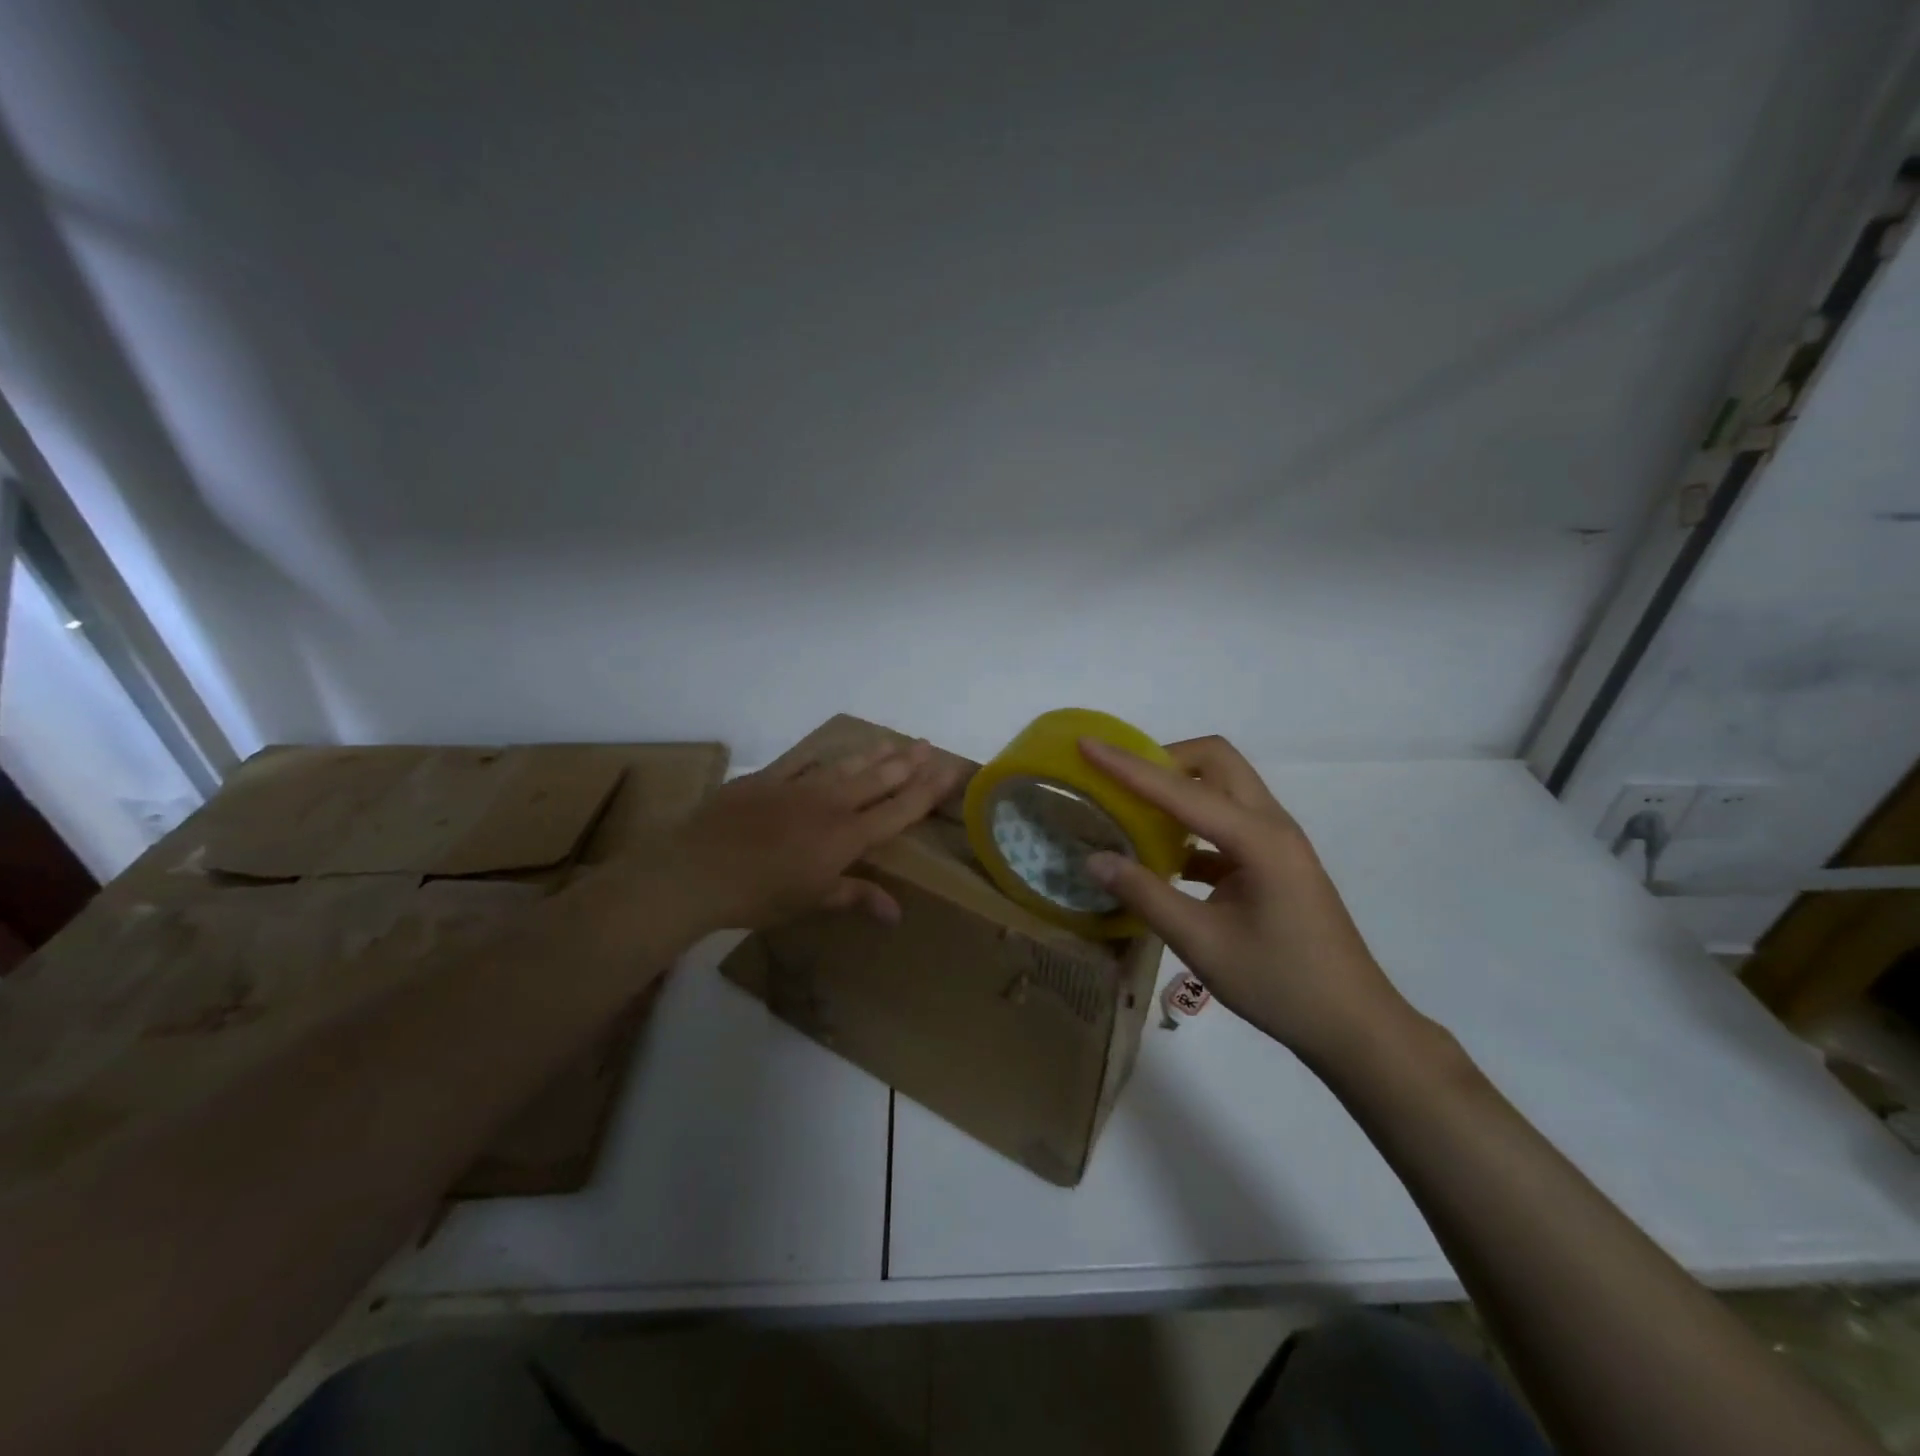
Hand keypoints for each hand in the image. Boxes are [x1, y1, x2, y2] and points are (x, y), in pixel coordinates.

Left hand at [665, 738, 963, 931]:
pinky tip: (835, 748)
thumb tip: (897, 913)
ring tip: (895, 741)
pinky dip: (824, 754)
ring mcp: (798, 786)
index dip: (928, 790)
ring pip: (847, 764)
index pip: (899, 809)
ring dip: (874, 753)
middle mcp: (830, 804)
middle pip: (879, 779)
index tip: (951, 770)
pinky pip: (803, 759)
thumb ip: (856, 896)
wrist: (698, 870)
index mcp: (846, 836)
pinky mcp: (768, 778)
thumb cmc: (760, 896)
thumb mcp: (812, 901)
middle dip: (908, 763)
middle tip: (930, 746)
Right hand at [1079, 735, 1415, 1067]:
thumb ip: (1145, 896)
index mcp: (1258, 839)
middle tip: (1119, 783)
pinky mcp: (1274, 862)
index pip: (1180, 789)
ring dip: (1179, 788)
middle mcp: (1271, 825)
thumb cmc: (1281, 985)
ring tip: (1133, 811)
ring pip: (1224, 787)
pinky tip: (1163, 858)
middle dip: (1163, 759)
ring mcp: (1277, 842)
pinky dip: (1191, 825)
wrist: (1353, 1025)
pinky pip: (1227, 821)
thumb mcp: (1202, 944)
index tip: (1086, 744)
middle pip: (1215, 762)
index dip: (1127, 766)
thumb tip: (1094, 859)